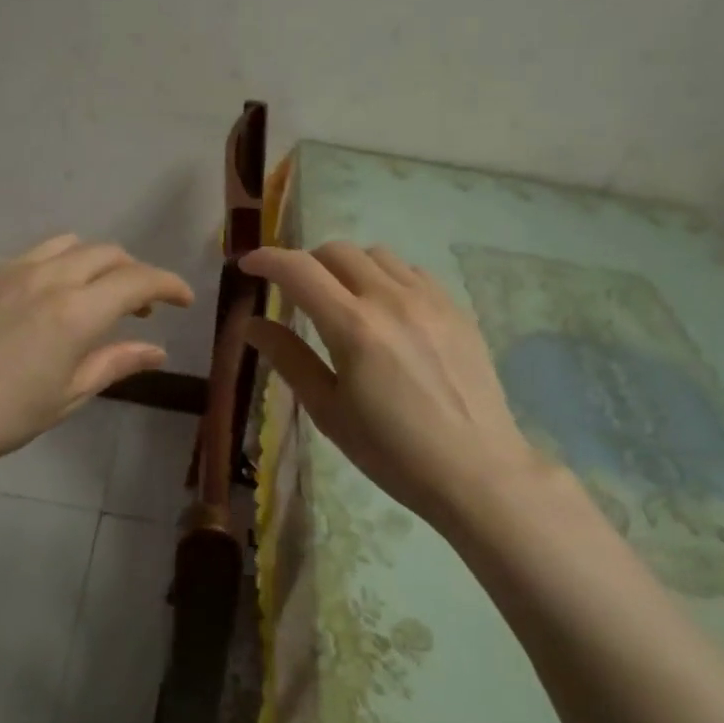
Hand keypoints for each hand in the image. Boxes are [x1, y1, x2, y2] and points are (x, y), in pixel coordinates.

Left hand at [0, 235, 192, 481]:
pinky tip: (42, 303)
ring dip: (94, 263)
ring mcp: (7, 270)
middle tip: (139, 308)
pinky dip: (54, 268)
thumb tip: (156, 350)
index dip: (168, 285)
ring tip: (92, 296)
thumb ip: (115, 363)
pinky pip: (29, 256)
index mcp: (75, 311)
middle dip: (133, 273)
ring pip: (67, 245)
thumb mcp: (66, 396)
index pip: (137, 281)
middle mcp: (46, 277)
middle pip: (106, 253)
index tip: (183, 299)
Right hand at [241, 242, 551, 535]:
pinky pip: (412, 271)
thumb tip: (251, 324)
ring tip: (341, 297)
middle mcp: (391, 299)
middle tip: (294, 292)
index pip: (299, 270)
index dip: (266, 260)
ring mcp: (430, 299)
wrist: (476, 471)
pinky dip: (386, 276)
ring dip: (346, 266)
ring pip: (376, 254)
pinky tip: (385, 309)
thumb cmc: (391, 452)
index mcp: (354, 327)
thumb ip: (289, 358)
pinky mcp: (456, 308)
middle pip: (336, 251)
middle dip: (305, 262)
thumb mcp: (328, 410)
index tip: (247, 266)